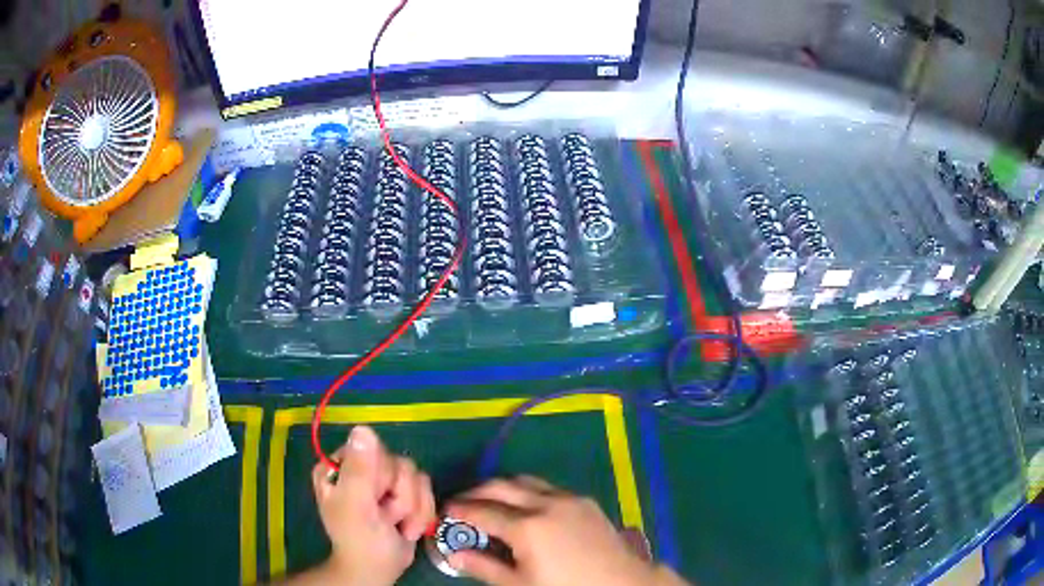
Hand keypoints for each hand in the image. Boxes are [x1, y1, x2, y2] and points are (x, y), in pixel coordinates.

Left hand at [308, 425, 435, 585]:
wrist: (379, 569)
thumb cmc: (360, 540)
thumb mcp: (355, 506)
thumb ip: (360, 470)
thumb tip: (363, 428)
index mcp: (339, 465)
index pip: (372, 448)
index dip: (381, 476)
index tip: (375, 499)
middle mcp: (360, 467)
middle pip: (397, 462)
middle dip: (399, 496)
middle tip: (385, 517)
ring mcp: (382, 480)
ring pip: (415, 475)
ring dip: (411, 507)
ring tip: (395, 525)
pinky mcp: (403, 492)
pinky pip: (426, 488)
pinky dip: (421, 512)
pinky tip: (406, 527)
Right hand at [444, 477, 687, 585]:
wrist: (620, 583)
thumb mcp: (519, 584)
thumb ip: (484, 567)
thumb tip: (454, 554)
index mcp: (527, 526)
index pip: (482, 511)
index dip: (459, 511)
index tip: (445, 512)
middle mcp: (545, 503)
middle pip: (500, 486)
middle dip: (476, 491)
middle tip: (461, 503)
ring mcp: (568, 498)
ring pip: (525, 481)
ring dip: (502, 487)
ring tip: (489, 502)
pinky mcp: (585, 500)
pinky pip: (547, 487)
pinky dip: (527, 492)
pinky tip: (524, 508)